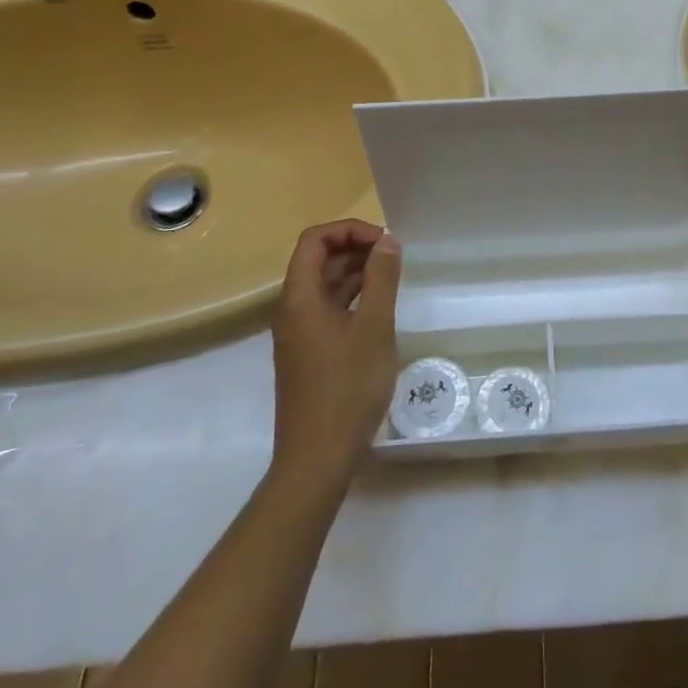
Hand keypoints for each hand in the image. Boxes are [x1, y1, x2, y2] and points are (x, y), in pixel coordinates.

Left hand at [270, 219, 401, 484]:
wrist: (317, 457)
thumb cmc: (347, 388)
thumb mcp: (374, 328)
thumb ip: (381, 279)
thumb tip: (387, 241)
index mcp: (300, 298)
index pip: (314, 240)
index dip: (349, 230)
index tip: (385, 242)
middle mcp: (293, 310)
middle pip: (317, 261)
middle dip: (355, 248)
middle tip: (394, 257)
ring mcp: (299, 334)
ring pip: (325, 286)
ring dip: (356, 273)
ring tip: (393, 276)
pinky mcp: (310, 354)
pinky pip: (329, 310)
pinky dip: (353, 298)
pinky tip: (380, 308)